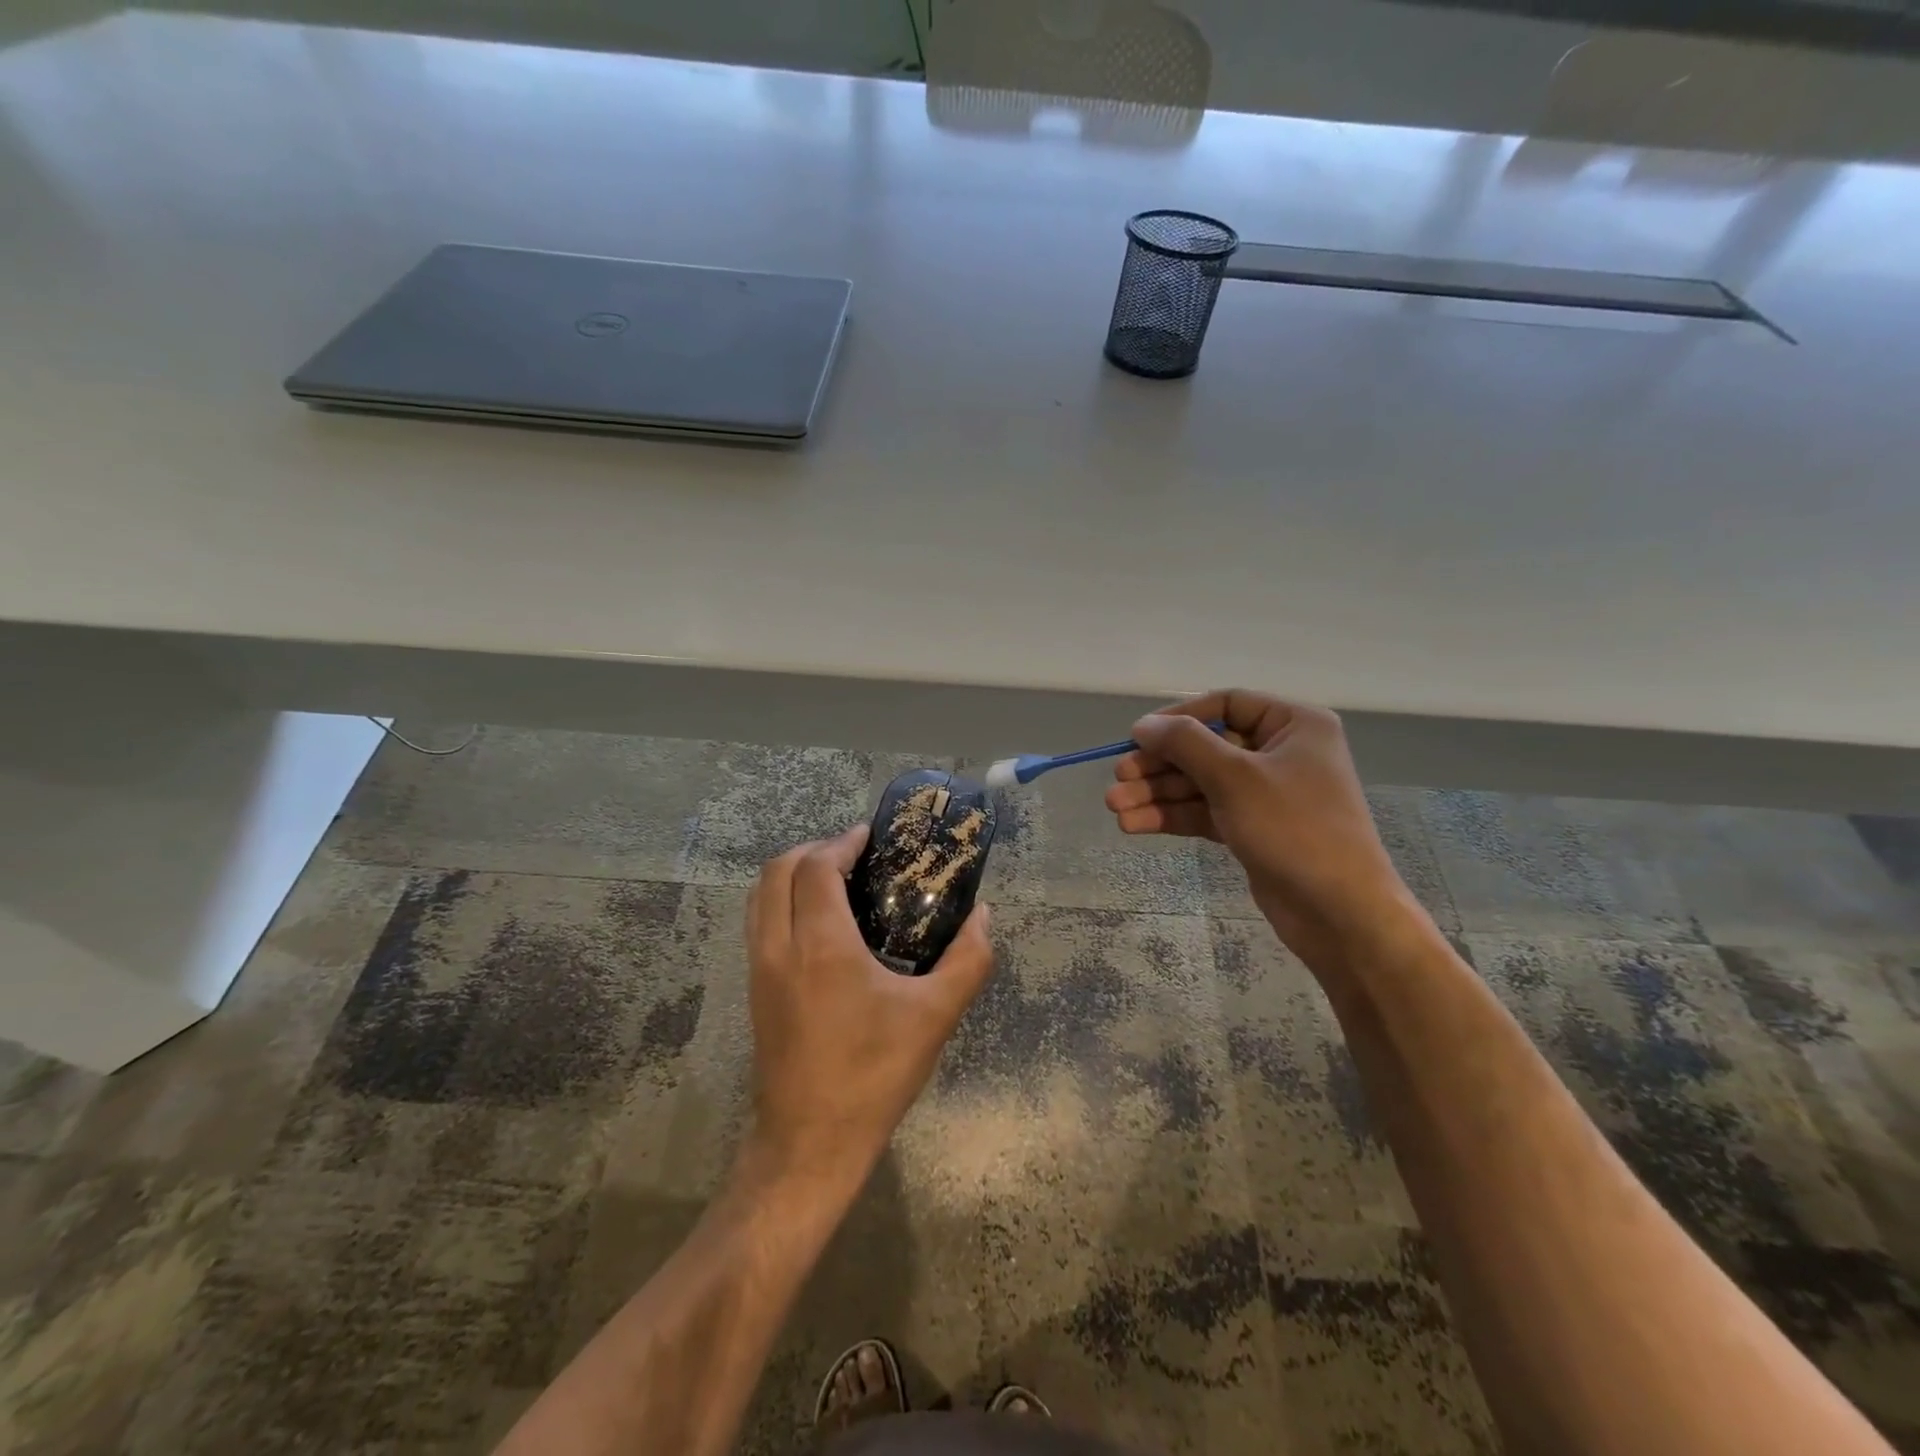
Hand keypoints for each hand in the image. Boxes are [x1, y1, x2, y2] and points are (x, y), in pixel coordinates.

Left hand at [745, 825, 995, 1184]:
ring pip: (761, 894)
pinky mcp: (754, 989)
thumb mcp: (935, 1016)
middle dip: (815, 850)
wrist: (809, 1143)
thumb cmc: (874, 1074)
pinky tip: (818, 923)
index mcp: (821, 945)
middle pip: (778, 869)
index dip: (841, 842)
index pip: (815, 866)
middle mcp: (780, 946)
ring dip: (793, 873)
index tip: (870, 838)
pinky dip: (782, 900)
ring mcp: (759, 968)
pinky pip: (758, 921)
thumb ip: (968, 960)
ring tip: (836, 881)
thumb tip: (983, 916)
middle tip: (855, 857)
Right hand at [1104, 691, 1417, 965]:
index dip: (1178, 718)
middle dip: (1160, 765)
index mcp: (1294, 725)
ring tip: (1115, 808)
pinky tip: (1135, 824)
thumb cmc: (1294, 829)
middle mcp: (1281, 753)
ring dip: (1157, 794)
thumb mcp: (1235, 777)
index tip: (1137, 736)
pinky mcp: (1253, 828)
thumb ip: (1185, 744)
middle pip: (1206, 747)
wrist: (1339, 912)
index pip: (1226, 705)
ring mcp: (1266, 794)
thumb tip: (1143, 724)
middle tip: (1119, 778)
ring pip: (1200, 783)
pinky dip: (1173, 816)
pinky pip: (1206, 811)